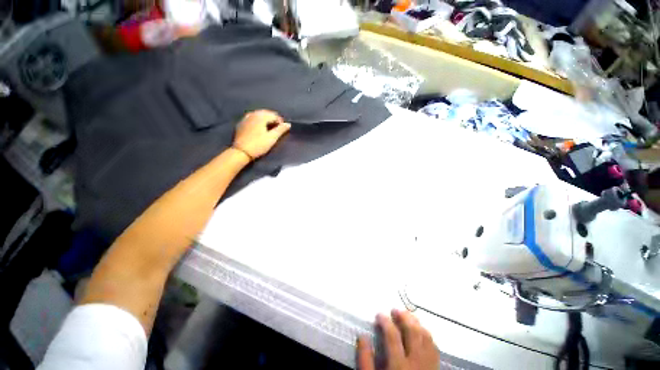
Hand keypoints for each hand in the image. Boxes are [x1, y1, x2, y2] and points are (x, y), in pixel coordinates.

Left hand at [233, 110, 290, 159]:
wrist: (241, 152)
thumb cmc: (259, 145)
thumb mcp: (272, 138)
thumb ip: (281, 130)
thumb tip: (288, 124)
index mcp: (261, 116)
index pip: (274, 115)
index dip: (280, 121)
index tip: (283, 129)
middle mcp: (253, 114)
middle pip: (266, 113)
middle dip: (272, 119)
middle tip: (277, 128)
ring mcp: (245, 118)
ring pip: (258, 115)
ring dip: (265, 119)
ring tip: (269, 128)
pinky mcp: (241, 124)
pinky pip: (252, 118)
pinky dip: (257, 121)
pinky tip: (259, 128)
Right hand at [357, 310, 438, 369]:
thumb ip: (365, 360)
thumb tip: (362, 337)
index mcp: (399, 365)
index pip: (392, 335)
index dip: (385, 321)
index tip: (379, 314)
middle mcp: (416, 362)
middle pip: (413, 332)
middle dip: (403, 317)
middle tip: (395, 310)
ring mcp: (429, 365)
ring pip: (426, 337)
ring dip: (416, 323)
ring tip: (407, 316)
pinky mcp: (435, 368)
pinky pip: (434, 347)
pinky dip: (427, 335)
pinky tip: (420, 331)